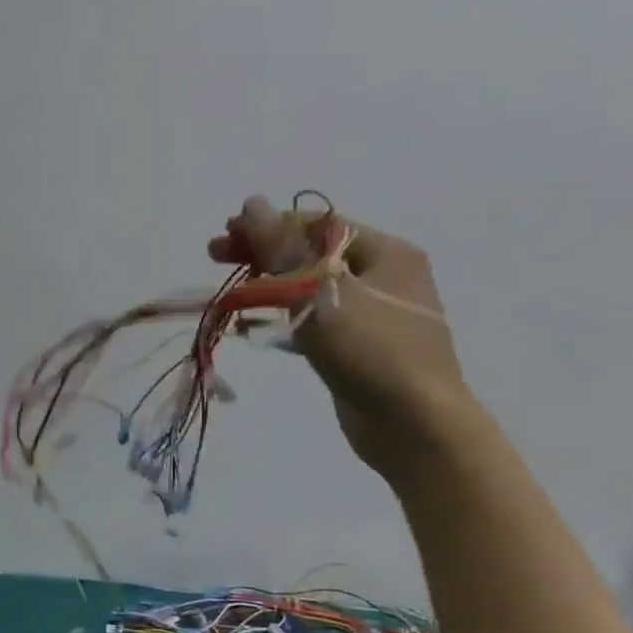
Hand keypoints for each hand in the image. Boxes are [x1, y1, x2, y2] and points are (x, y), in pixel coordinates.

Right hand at [209, 195, 475, 477]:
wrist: (416, 428)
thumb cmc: (372, 351)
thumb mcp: (320, 292)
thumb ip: (282, 249)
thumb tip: (252, 204)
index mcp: (386, 253)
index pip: (316, 225)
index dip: (267, 225)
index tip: (224, 236)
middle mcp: (385, 276)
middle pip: (312, 253)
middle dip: (263, 254)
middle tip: (216, 258)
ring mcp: (375, 315)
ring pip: (311, 288)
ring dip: (269, 286)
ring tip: (232, 295)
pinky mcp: (360, 348)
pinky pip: (315, 320)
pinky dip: (284, 318)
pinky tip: (255, 328)